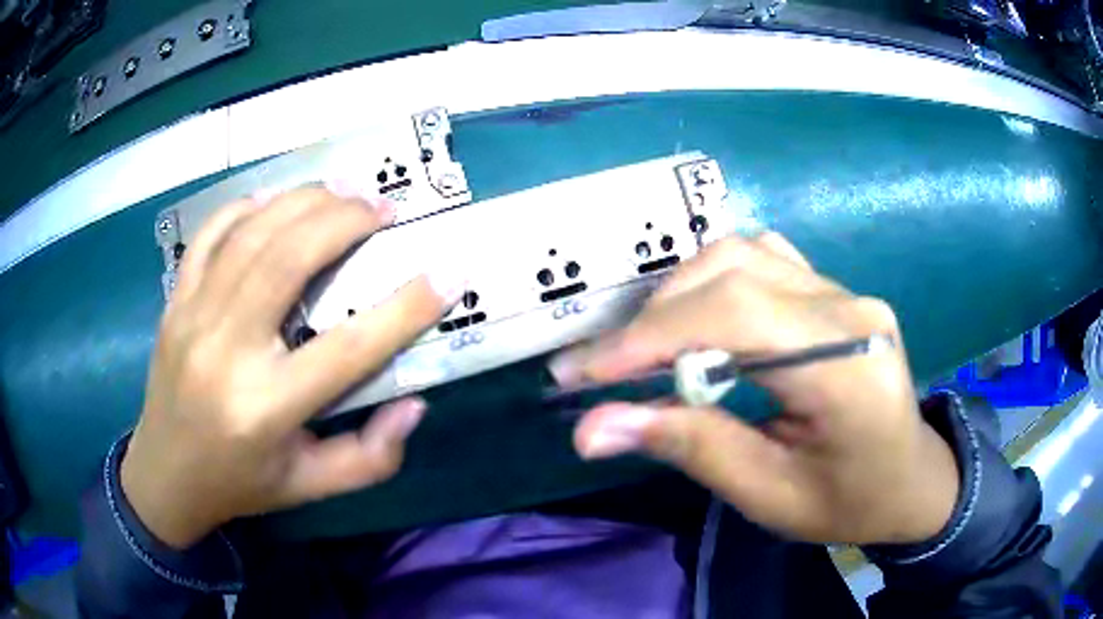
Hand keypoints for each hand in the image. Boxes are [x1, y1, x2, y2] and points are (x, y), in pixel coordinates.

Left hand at [122, 184, 462, 548]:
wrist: (165, 476)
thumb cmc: (241, 484)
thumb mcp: (310, 487)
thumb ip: (370, 457)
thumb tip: (414, 405)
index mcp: (266, 408)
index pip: (347, 349)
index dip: (405, 308)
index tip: (446, 273)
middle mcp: (226, 352)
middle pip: (288, 261)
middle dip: (344, 221)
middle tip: (383, 209)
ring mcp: (192, 318)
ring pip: (250, 235)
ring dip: (302, 201)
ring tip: (342, 189)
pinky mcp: (175, 302)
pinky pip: (209, 235)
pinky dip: (245, 207)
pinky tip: (275, 200)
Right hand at [550, 233, 958, 544]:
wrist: (910, 480)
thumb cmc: (848, 502)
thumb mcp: (769, 494)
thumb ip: (691, 448)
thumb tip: (592, 428)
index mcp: (846, 368)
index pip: (736, 316)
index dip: (651, 335)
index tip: (584, 373)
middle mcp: (848, 309)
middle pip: (735, 270)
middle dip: (656, 316)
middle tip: (608, 367)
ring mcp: (846, 291)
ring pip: (744, 253)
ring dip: (683, 294)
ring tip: (649, 346)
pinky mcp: (837, 292)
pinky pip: (765, 260)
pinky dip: (716, 282)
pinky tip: (703, 321)